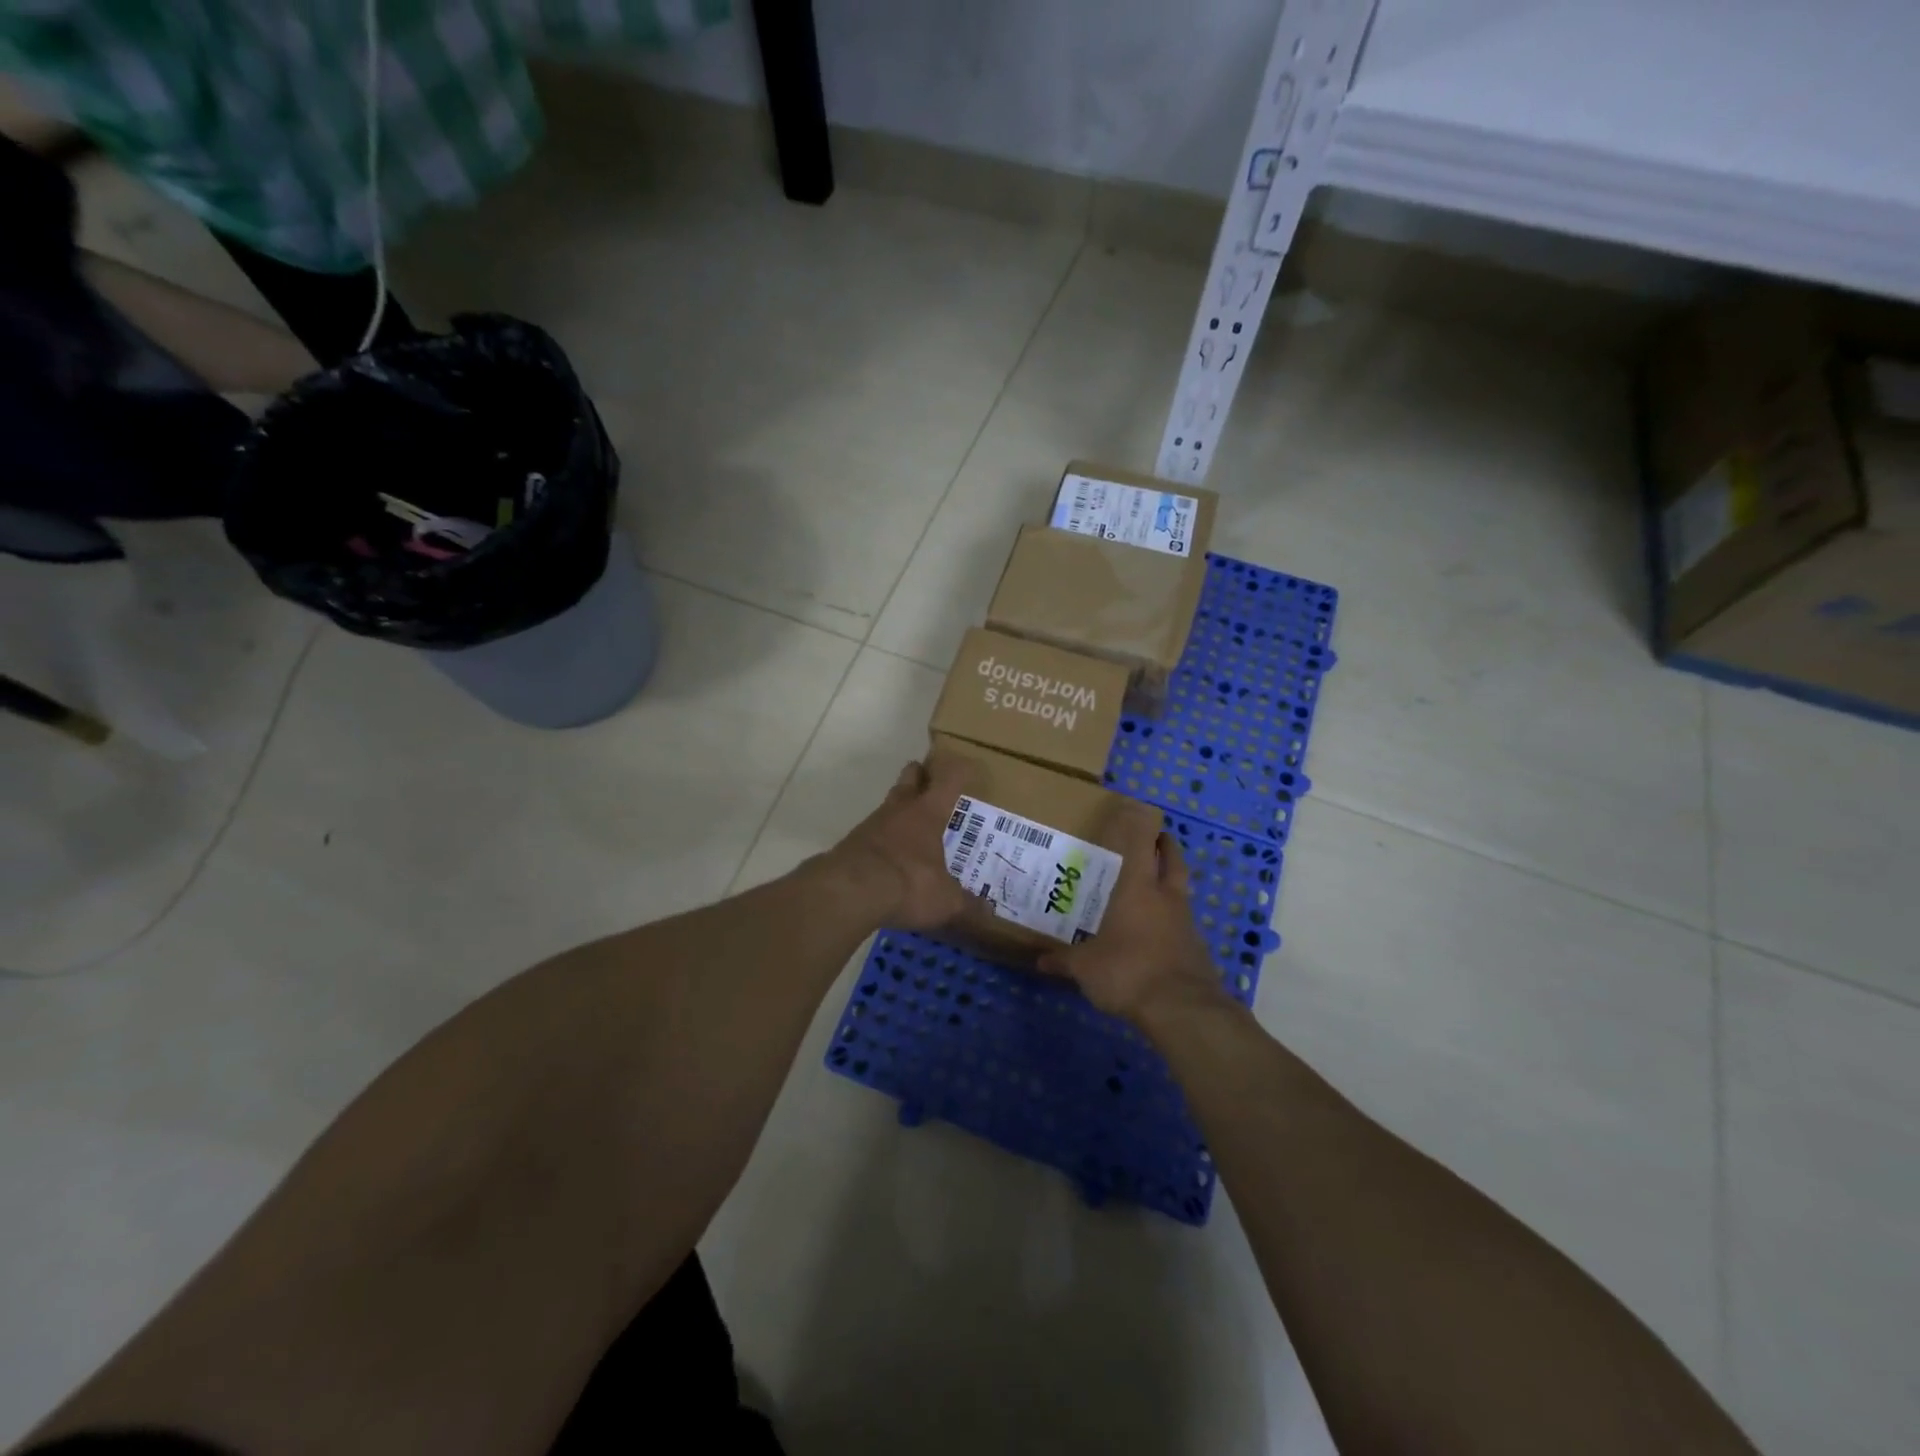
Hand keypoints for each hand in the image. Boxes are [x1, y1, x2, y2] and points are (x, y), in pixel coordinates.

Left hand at [823, 757, 991, 934]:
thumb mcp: (946, 901)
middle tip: (929, 779)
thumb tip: (990, 915)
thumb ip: (968, 906)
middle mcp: (900, 810)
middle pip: (909, 778)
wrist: (849, 892)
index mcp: (928, 813)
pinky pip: (872, 833)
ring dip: (899, 809)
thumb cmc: (908, 884)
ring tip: (912, 825)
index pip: (949, 780)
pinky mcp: (851, 844)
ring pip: (889, 805)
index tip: (966, 767)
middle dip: (919, 775)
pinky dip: (882, 839)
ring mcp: (871, 824)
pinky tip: (889, 856)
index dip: (958, 771)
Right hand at [1037, 804, 1221, 1025]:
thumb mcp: (1086, 968)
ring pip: (1181, 889)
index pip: (1142, 843)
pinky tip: (1157, 931)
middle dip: (1166, 845)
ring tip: (1152, 886)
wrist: (1183, 1009)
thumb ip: (1063, 961)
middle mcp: (1166, 898)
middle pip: (1173, 860)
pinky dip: (1172, 917)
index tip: (1137, 809)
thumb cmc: (1128, 971)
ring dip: (1171, 881)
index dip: (1141, 823)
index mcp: (1138, 889)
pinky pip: (1183, 921)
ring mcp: (1186, 923)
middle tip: (1156, 838)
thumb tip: (1039, 961)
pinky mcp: (1196, 948)